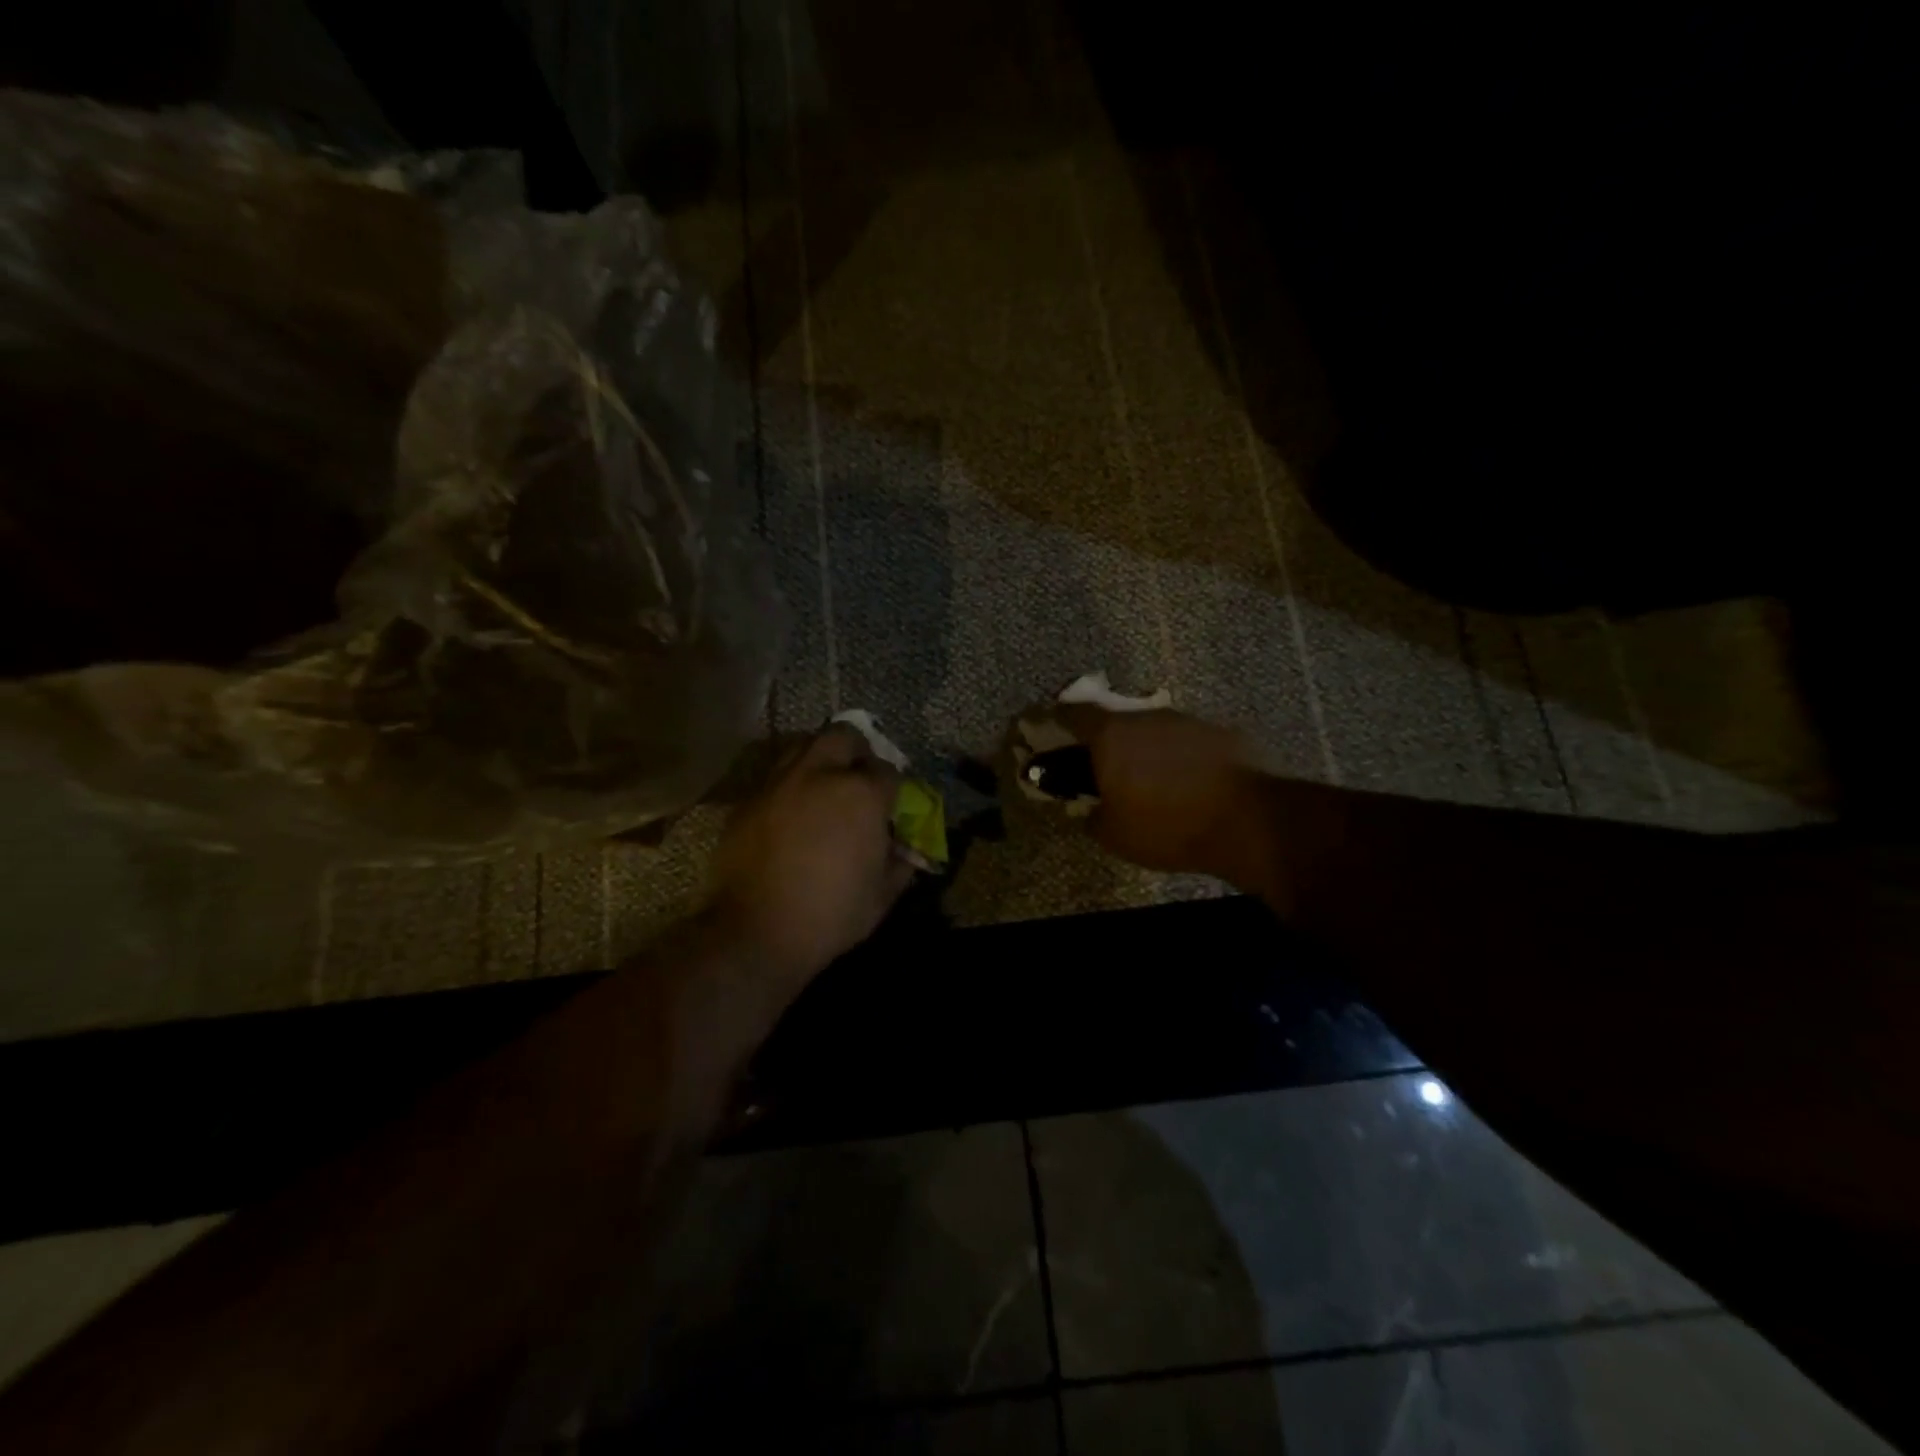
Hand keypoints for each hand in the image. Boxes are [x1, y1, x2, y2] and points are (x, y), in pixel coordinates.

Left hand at [712, 725, 915, 987]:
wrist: (756, 932)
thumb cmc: (830, 915)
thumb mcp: (883, 895)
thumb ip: (900, 862)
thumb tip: (904, 848)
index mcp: (861, 795)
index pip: (888, 770)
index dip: (894, 785)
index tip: (892, 802)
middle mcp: (820, 775)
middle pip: (843, 735)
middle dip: (857, 749)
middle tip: (859, 773)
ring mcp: (779, 783)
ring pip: (804, 745)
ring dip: (820, 757)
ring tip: (824, 784)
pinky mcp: (749, 799)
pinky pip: (776, 776)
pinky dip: (790, 783)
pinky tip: (792, 810)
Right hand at [1054, 706, 1259, 881]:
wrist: (1250, 820)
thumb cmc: (1168, 826)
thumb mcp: (1115, 835)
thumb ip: (1092, 816)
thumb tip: (1090, 809)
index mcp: (1111, 736)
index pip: (1073, 714)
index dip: (1058, 720)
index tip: (1050, 728)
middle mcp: (1146, 718)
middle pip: (1115, 720)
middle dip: (1106, 741)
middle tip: (1104, 768)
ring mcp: (1186, 721)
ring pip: (1153, 730)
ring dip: (1145, 749)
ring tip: (1150, 780)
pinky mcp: (1220, 732)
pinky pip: (1186, 741)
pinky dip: (1178, 757)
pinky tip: (1186, 783)